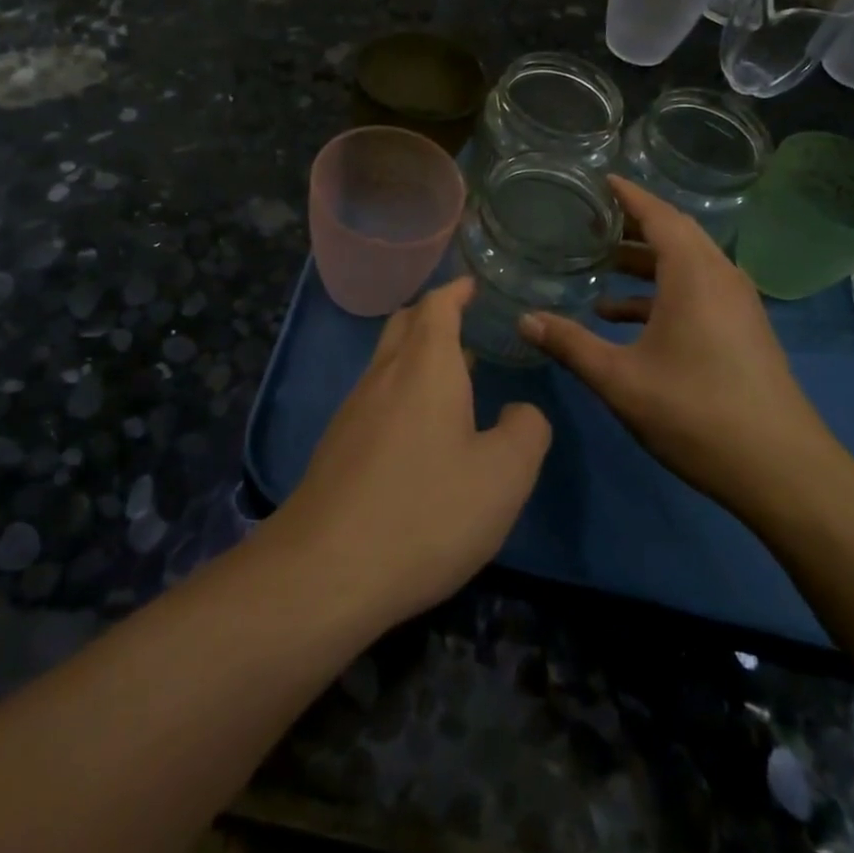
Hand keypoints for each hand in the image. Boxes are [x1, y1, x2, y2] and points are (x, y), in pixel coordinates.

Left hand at [267, 277, 550, 625]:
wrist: (327, 568)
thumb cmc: (426, 511)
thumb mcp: (504, 476)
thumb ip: (526, 431)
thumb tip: (518, 411)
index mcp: (425, 366)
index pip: (437, 305)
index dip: (456, 290)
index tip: (473, 284)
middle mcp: (385, 374)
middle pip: (406, 324)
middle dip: (434, 315)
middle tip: (465, 321)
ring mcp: (354, 408)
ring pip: (388, 360)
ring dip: (419, 354)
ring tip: (454, 374)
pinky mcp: (338, 443)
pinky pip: (376, 395)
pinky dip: (403, 389)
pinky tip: (421, 429)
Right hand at [518, 177, 846, 525]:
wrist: (782, 471)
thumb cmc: (696, 413)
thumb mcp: (620, 379)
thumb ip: (570, 344)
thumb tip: (523, 319)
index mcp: (694, 275)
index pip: (659, 215)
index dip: (628, 195)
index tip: (599, 179)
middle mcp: (721, 277)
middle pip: (675, 233)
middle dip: (633, 223)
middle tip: (592, 218)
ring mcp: (737, 305)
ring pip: (687, 264)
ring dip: (646, 261)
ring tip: (601, 265)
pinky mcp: (743, 330)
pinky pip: (698, 291)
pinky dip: (661, 292)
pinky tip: (624, 317)